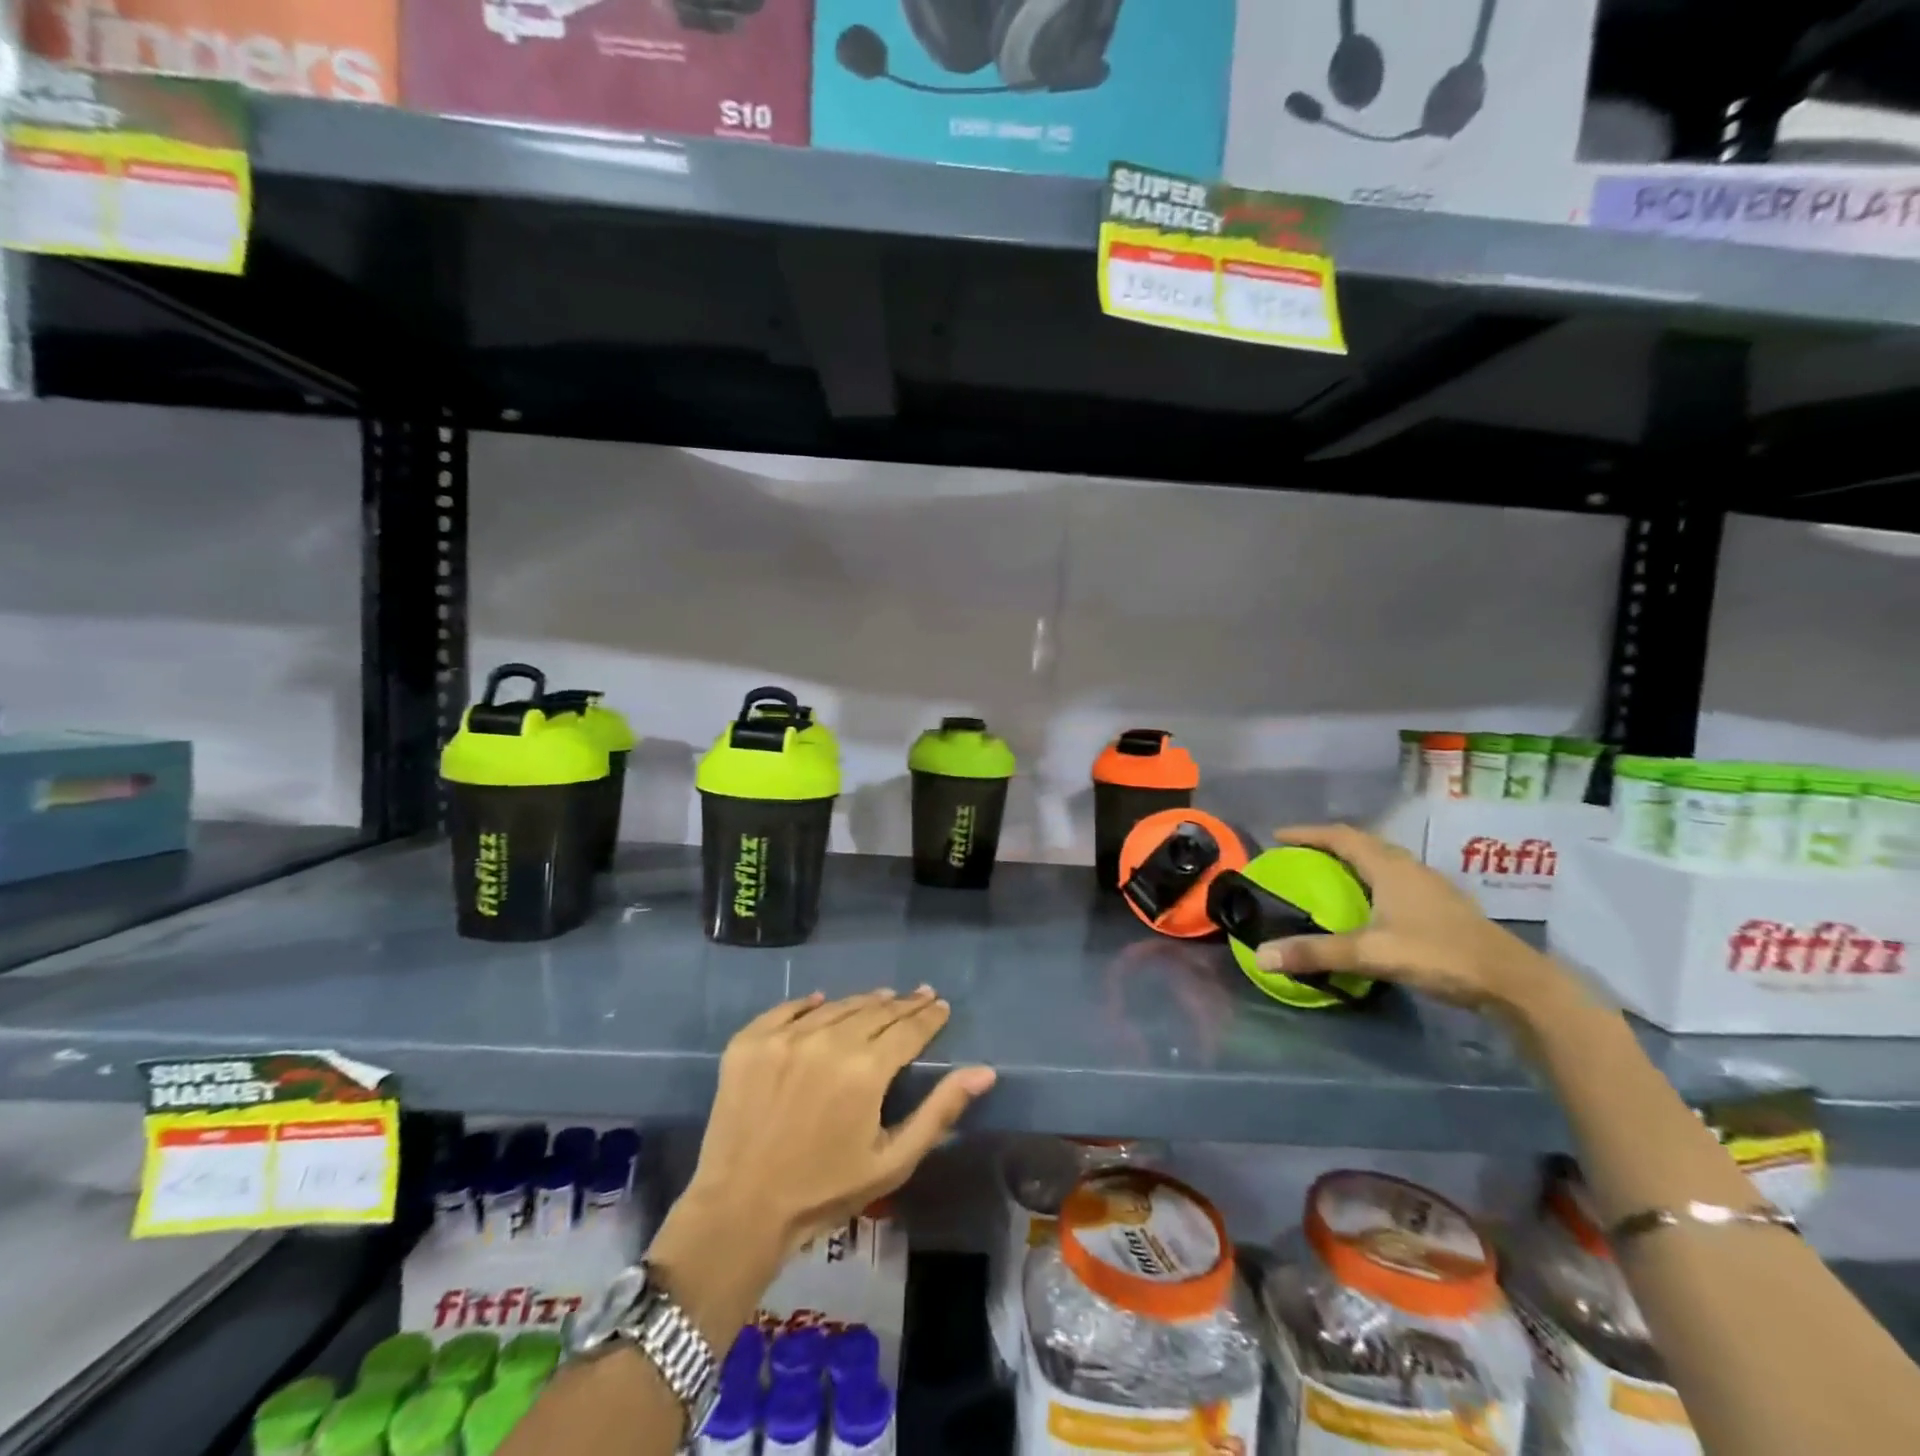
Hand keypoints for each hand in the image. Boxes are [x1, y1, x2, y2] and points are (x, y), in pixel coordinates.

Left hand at [683, 987, 995, 1256]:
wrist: (740, 1210)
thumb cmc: (824, 1192)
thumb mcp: (893, 1161)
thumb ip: (940, 1111)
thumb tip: (984, 1071)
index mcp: (866, 1069)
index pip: (909, 1029)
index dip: (929, 1016)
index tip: (941, 1006)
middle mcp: (827, 1040)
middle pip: (875, 1011)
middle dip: (903, 1004)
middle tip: (920, 995)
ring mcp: (785, 1036)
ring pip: (836, 1006)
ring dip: (863, 1002)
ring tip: (882, 998)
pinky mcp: (750, 1041)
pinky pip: (788, 1010)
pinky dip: (810, 1004)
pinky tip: (822, 1001)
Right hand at [1253, 823, 1573, 1013]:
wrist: (1512, 981)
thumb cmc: (1438, 954)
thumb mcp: (1370, 954)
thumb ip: (1316, 953)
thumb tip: (1262, 955)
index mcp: (1389, 867)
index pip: (1340, 836)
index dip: (1307, 833)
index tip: (1277, 836)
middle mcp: (1409, 867)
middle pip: (1362, 843)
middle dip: (1327, 844)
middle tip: (1300, 855)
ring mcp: (1430, 885)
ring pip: (1383, 860)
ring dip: (1353, 861)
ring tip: (1328, 875)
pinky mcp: (1443, 905)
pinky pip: (1396, 879)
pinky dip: (1372, 880)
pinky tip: (1369, 905)